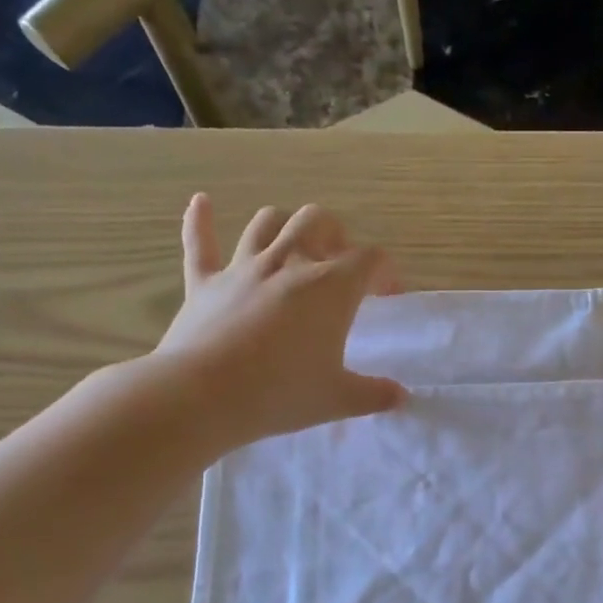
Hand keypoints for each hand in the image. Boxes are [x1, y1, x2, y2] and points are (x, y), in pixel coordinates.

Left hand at [151, 196, 405, 448]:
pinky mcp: (203, 283)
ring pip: (268, 222)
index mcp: (330, 288)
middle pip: (318, 221)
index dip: (384, 272)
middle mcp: (289, 263)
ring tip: (294, 244)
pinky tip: (201, 203)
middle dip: (336, 234)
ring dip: (286, 226)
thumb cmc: (281, 394)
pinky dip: (200, 220)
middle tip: (340, 262)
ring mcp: (242, 268)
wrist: (203, 396)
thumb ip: (374, 394)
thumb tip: (401, 397)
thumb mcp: (338, 399)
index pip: (369, 259)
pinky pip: (200, 243)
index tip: (387, 296)